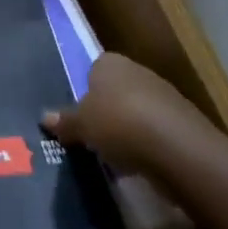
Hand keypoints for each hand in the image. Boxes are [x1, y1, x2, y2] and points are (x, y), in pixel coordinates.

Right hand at [42, 52, 211, 173]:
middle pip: (116, 91)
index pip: (93, 70)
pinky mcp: (182, 122)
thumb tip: (45, 117)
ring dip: (127, 131)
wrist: (177, 148)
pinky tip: (137, 165)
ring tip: (112, 155)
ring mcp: (164, 96)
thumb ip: (65, 121)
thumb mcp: (81, 125)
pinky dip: (146, 146)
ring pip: (136, 112)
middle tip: (91, 136)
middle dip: (106, 112)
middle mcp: (137, 71)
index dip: (85, 91)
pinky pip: (155, 132)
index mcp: (110, 63)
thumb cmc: (118, 123)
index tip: (79, 115)